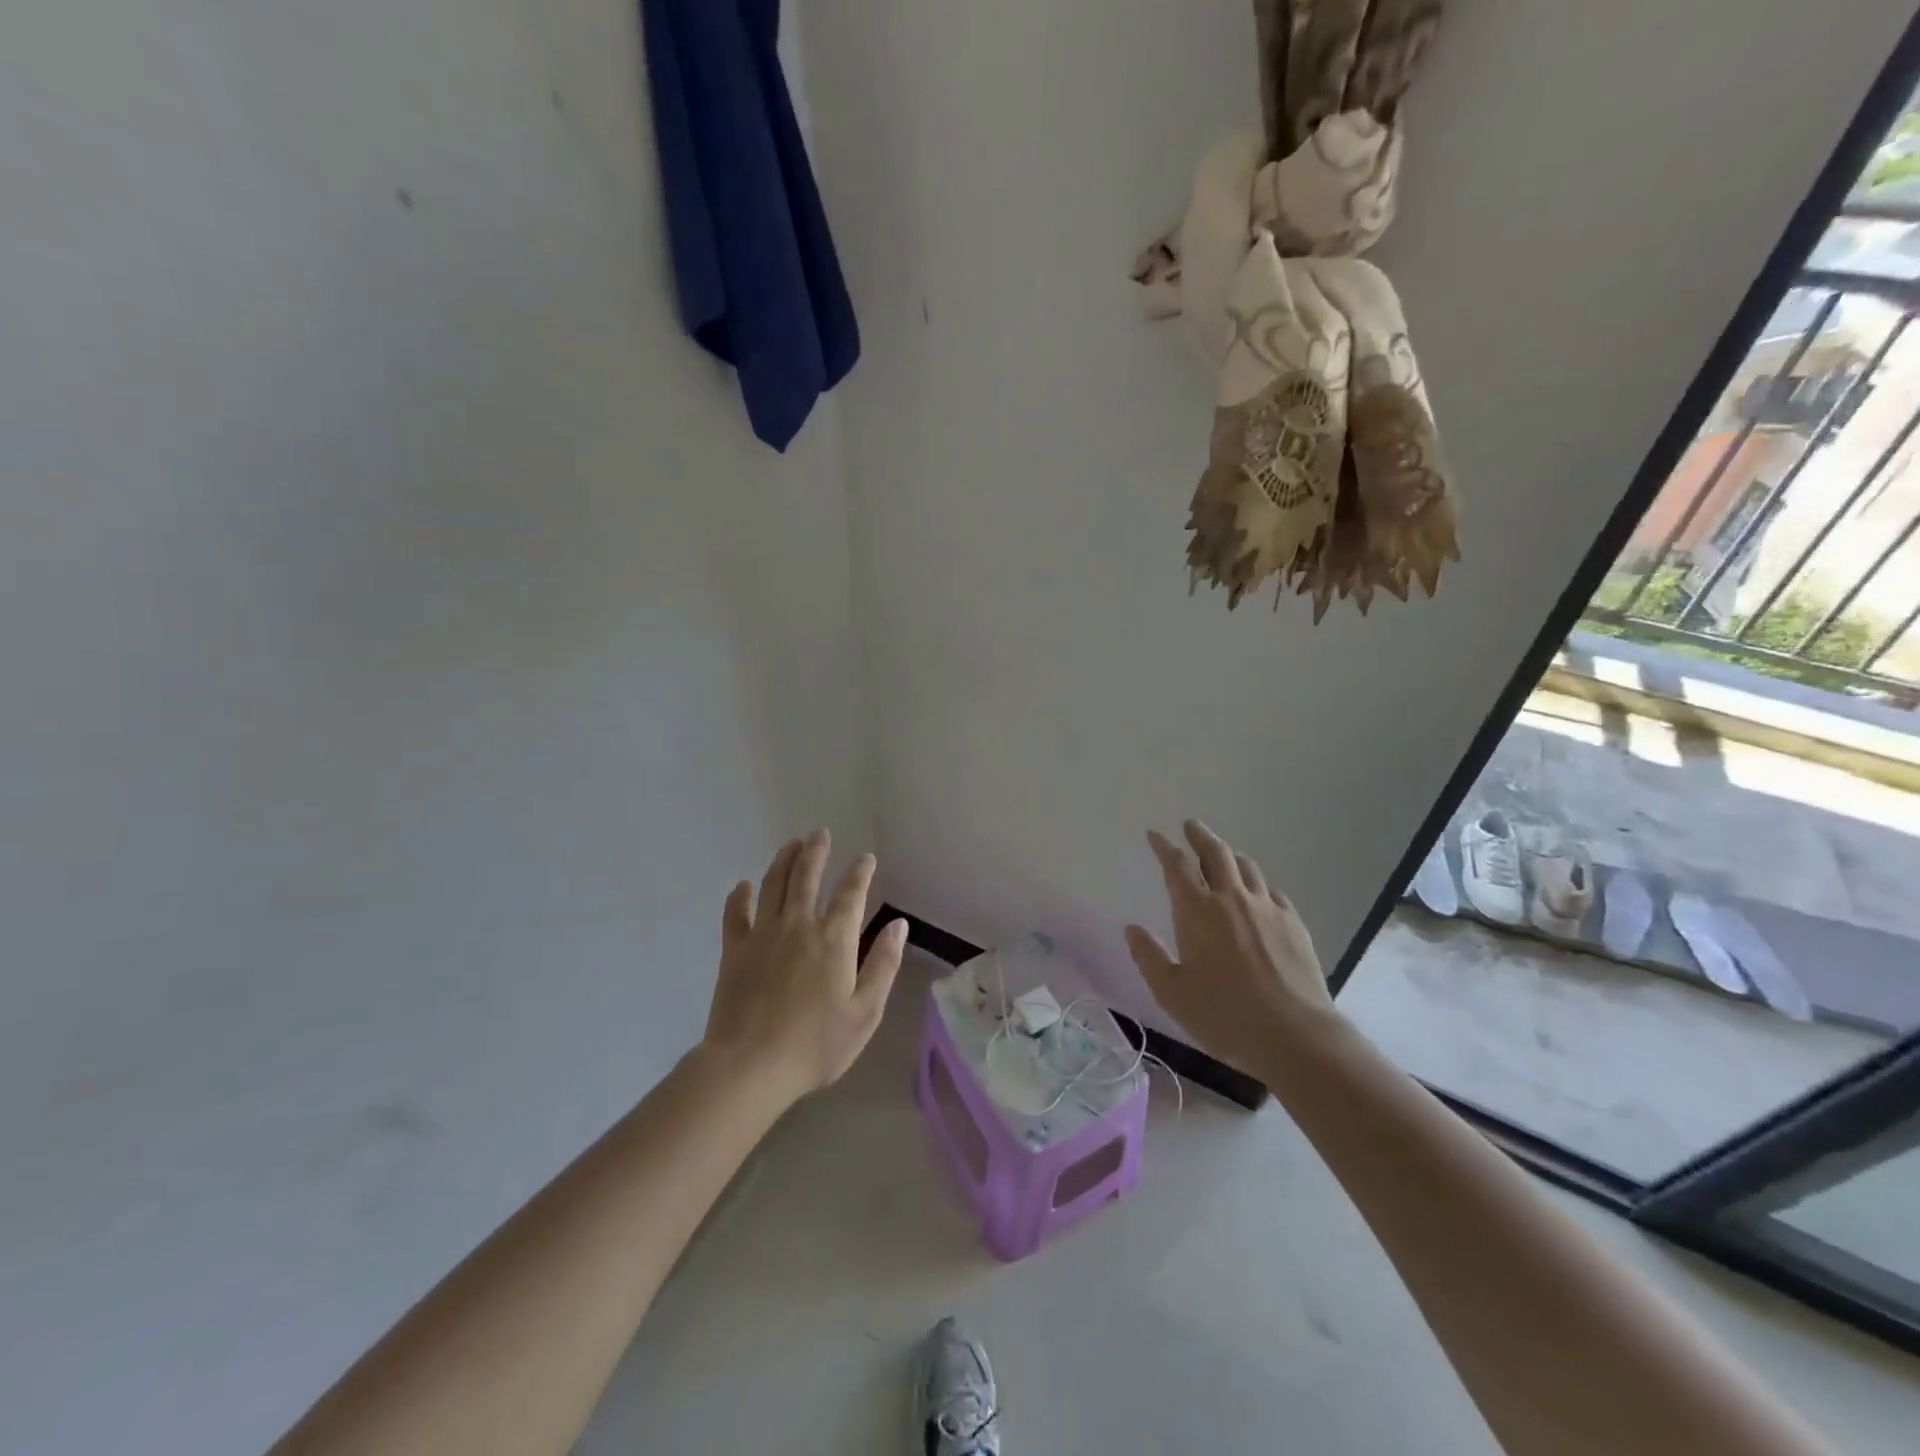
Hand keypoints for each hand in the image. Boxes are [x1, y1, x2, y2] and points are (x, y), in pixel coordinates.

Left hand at [700, 829, 908, 1104]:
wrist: (750, 1066)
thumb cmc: (816, 1045)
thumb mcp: (865, 1013)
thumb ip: (883, 965)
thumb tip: (898, 925)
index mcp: (834, 940)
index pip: (850, 894)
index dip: (859, 873)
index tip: (866, 858)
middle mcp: (798, 926)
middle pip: (806, 877)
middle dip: (816, 852)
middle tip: (820, 833)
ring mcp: (763, 935)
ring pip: (773, 885)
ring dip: (783, 861)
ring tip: (791, 844)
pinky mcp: (734, 951)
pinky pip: (735, 914)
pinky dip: (740, 896)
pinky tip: (743, 886)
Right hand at [1124, 820, 1334, 1077]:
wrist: (1293, 1033)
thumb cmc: (1223, 1014)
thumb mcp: (1172, 993)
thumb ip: (1149, 957)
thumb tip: (1131, 929)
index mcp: (1196, 911)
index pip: (1177, 866)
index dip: (1164, 847)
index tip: (1155, 834)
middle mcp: (1231, 899)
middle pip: (1215, 853)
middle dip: (1200, 835)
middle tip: (1190, 825)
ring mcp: (1267, 908)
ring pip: (1246, 867)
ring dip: (1230, 855)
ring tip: (1223, 854)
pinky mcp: (1293, 923)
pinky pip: (1272, 891)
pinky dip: (1258, 885)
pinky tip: (1258, 894)